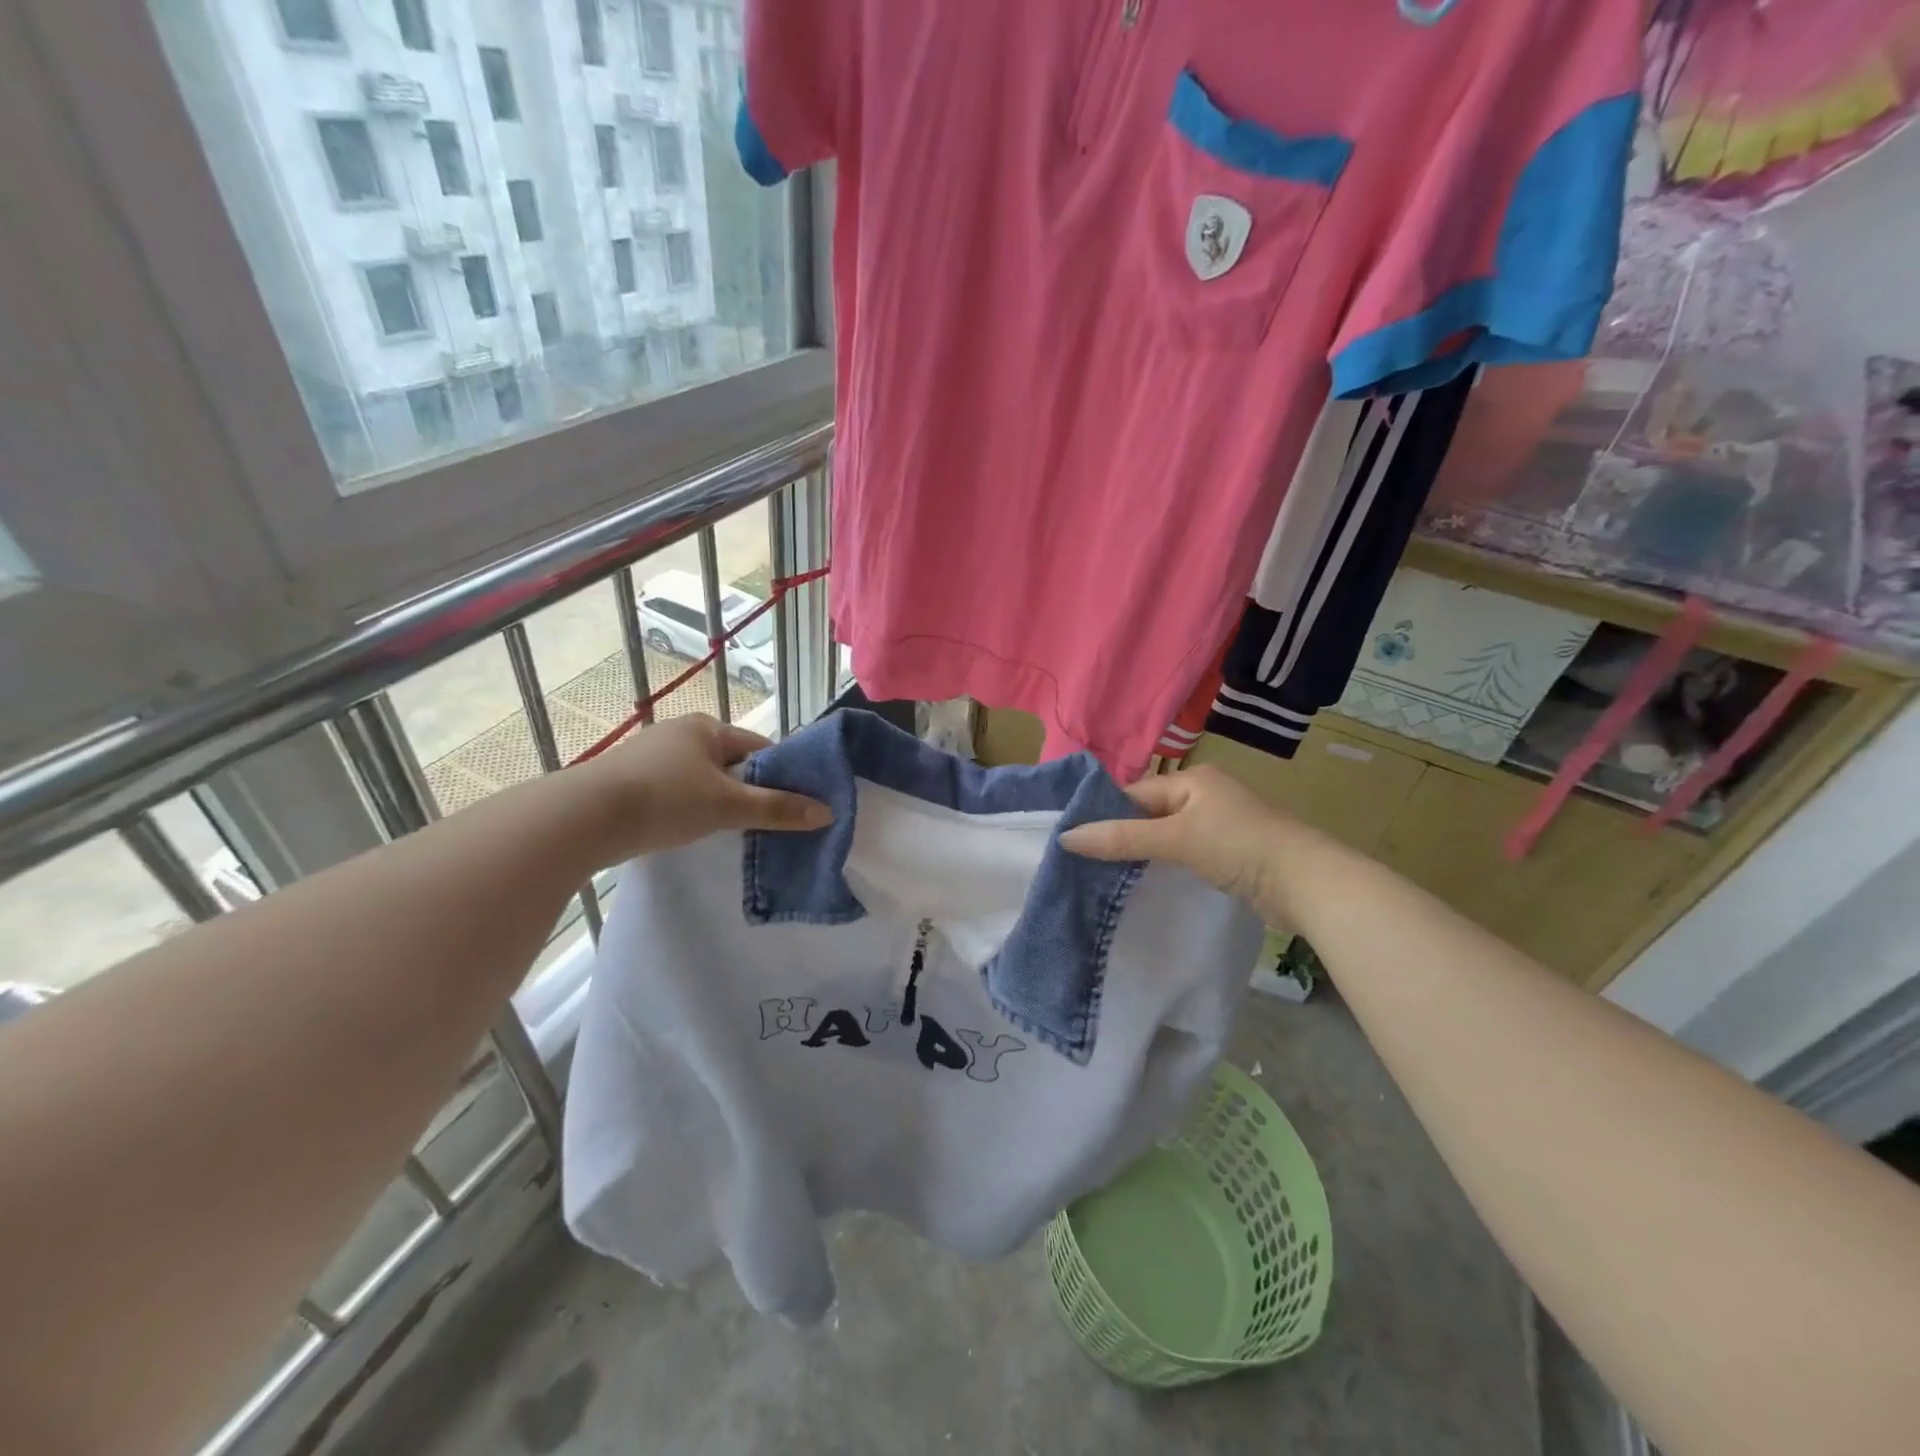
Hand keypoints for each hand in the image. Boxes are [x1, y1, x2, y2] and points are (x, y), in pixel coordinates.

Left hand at [570, 714, 829, 861]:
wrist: (582, 819)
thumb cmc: (665, 800)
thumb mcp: (729, 805)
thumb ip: (778, 808)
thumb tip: (827, 812)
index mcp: (706, 727)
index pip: (759, 748)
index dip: (780, 776)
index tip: (794, 804)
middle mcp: (679, 733)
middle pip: (731, 764)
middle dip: (748, 791)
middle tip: (764, 823)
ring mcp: (650, 756)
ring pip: (702, 780)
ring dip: (718, 803)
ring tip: (729, 832)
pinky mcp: (629, 781)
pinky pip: (676, 792)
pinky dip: (689, 809)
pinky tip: (689, 831)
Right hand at [1060, 765, 1304, 914]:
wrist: (1309, 883)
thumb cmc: (1240, 846)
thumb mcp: (1177, 839)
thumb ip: (1123, 838)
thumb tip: (1066, 837)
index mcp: (1193, 780)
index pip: (1135, 794)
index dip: (1105, 814)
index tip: (1073, 839)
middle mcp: (1205, 796)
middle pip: (1149, 814)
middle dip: (1121, 836)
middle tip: (1084, 861)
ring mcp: (1220, 826)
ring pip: (1166, 836)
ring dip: (1143, 853)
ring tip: (1106, 875)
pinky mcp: (1231, 854)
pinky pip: (1185, 855)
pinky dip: (1165, 866)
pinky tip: (1146, 882)